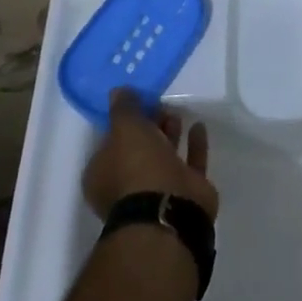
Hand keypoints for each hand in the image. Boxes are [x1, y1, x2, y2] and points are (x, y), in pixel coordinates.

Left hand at [83, 89, 217, 222]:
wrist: (169, 209)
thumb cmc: (137, 166)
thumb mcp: (125, 128)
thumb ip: (123, 108)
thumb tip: (118, 91)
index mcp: (103, 175)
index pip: (110, 142)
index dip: (124, 122)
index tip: (139, 101)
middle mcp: (126, 185)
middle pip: (138, 149)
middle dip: (150, 126)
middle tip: (161, 103)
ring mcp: (157, 191)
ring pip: (164, 156)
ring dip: (170, 133)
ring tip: (178, 112)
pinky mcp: (185, 193)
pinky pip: (190, 163)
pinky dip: (194, 145)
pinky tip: (198, 126)